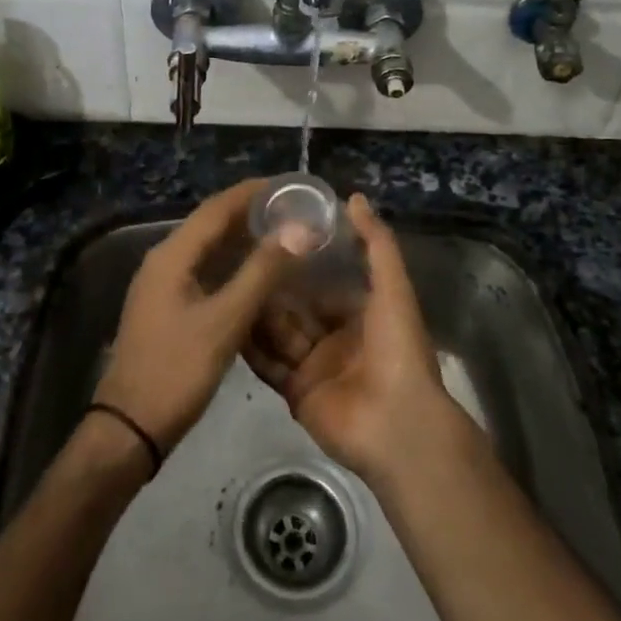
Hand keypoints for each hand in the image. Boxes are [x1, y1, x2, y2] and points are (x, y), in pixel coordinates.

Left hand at [93, 180, 293, 453]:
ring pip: (208, 250)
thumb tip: (298, 230)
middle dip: (251, 214)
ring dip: (243, 240)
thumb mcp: (225, 321)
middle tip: (294, 210)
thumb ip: (261, 273)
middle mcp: (164, 261)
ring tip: (283, 236)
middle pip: (211, 225)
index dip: (253, 192)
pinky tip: (258, 277)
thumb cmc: (177, 371)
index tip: (289, 185)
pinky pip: (204, 273)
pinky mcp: (167, 308)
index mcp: (172, 255)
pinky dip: (232, 267)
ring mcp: (162, 285)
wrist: (129, 428)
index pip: (217, 208)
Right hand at [245, 194, 460, 483]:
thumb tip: (353, 197)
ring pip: (279, 333)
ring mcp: (314, 367)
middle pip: (296, 308)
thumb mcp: (392, 287)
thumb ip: (375, 242)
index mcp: (361, 314)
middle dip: (272, 287)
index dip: (301, 264)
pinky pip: (268, 364)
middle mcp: (335, 339)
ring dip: (256, 312)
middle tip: (235, 259)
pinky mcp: (295, 393)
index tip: (270, 238)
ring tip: (222, 283)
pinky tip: (224, 322)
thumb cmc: (397, 348)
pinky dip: (249, 347)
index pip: (324, 284)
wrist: (396, 423)